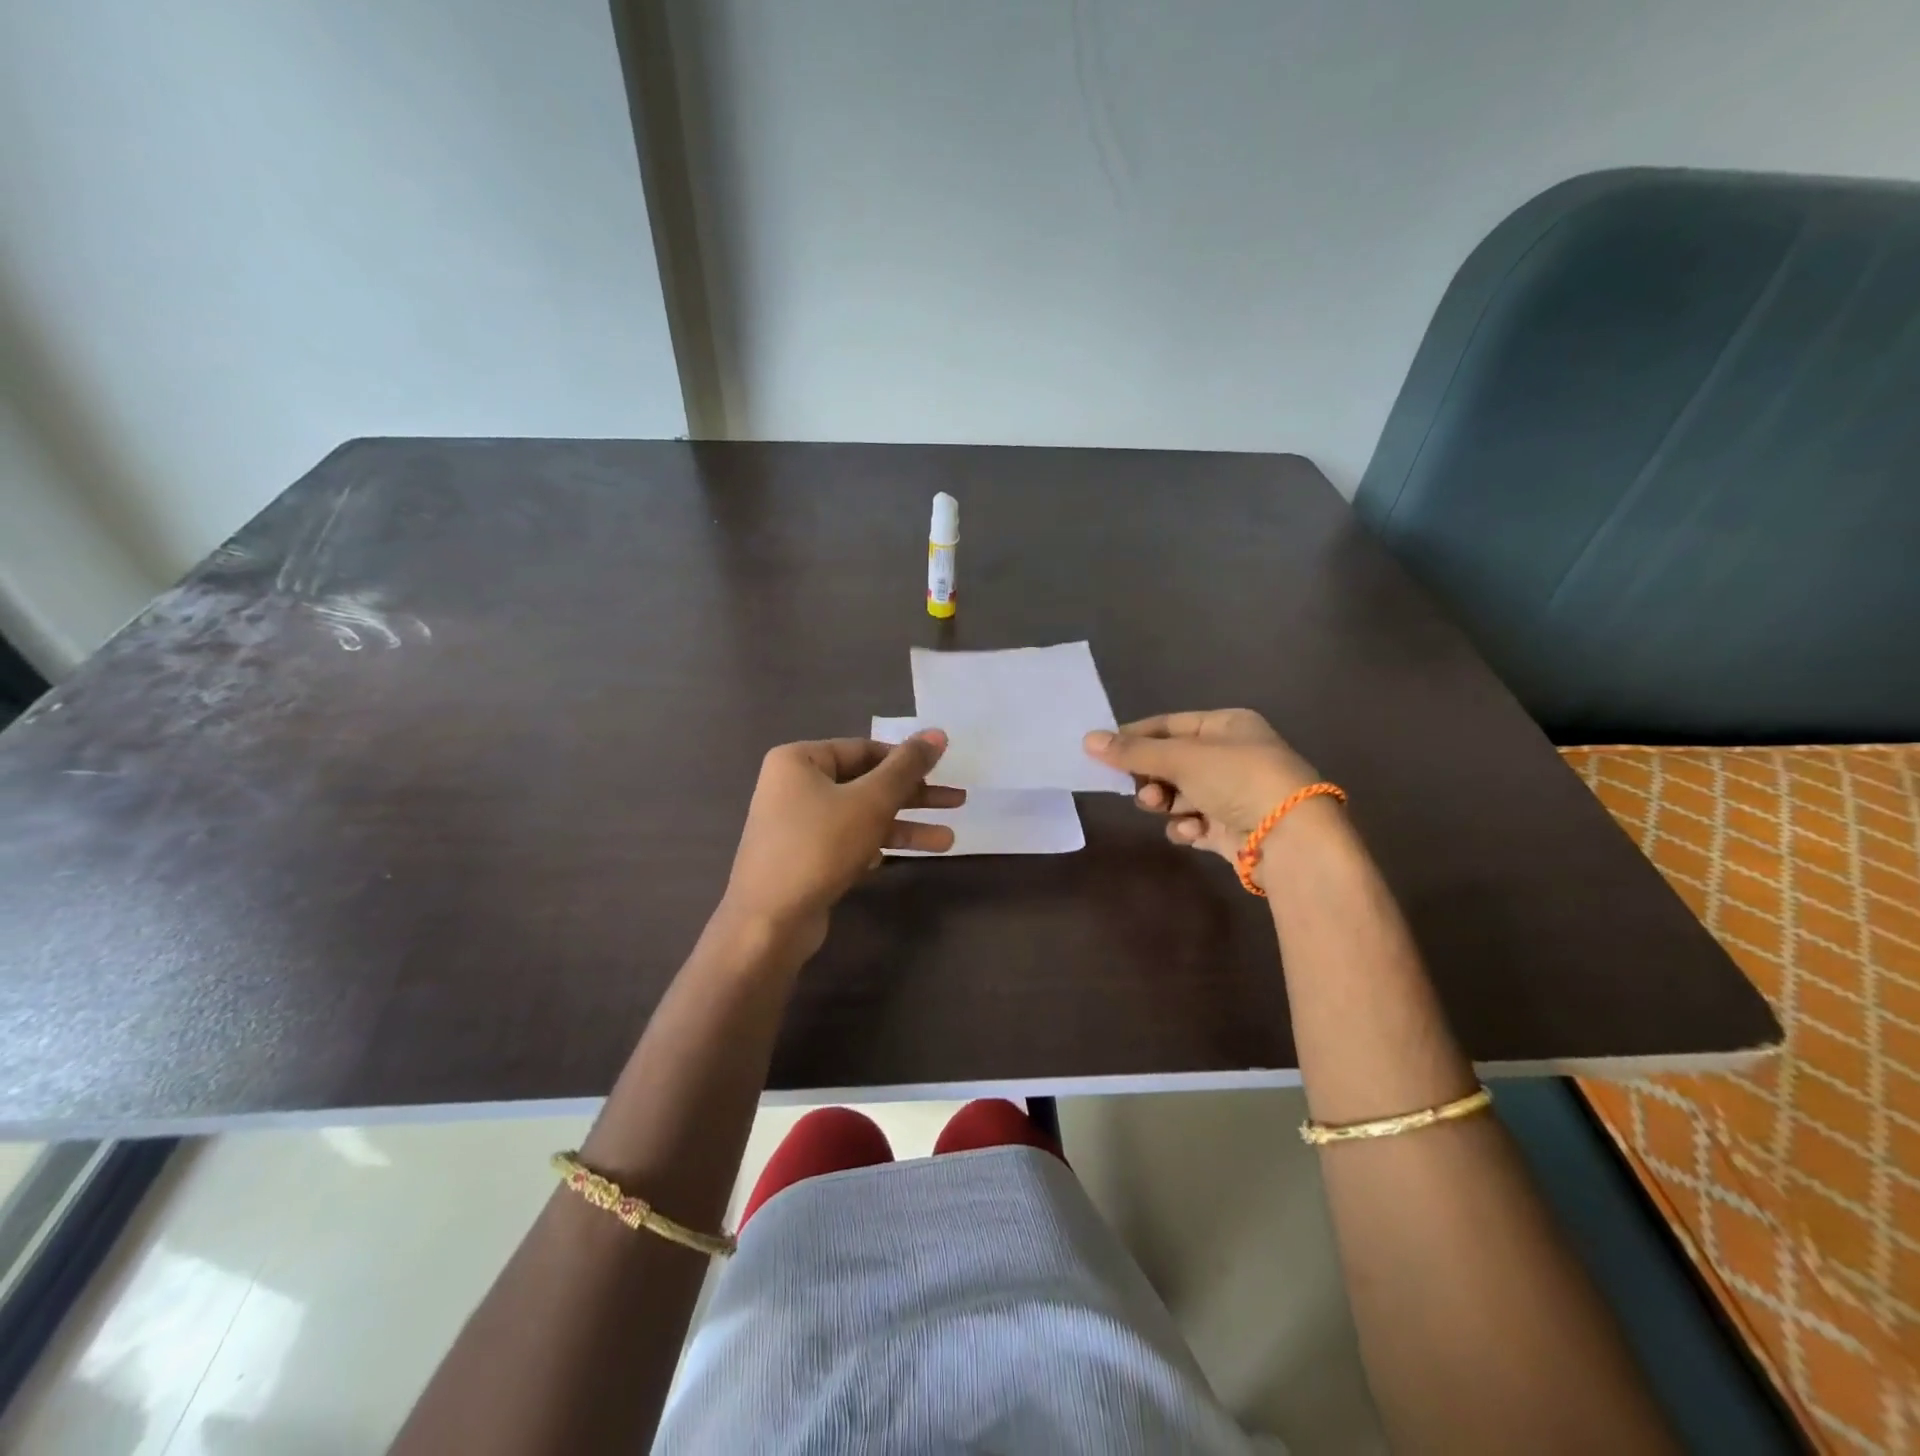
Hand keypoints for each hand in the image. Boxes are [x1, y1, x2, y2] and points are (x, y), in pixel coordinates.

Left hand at [721, 731, 961, 956]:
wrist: (769, 922)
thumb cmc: (819, 846)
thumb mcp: (871, 801)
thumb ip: (907, 767)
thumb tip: (938, 733)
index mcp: (799, 760)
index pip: (865, 749)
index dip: (907, 759)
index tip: (944, 770)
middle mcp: (794, 786)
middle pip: (866, 783)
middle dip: (913, 796)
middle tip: (957, 802)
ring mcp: (797, 825)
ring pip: (862, 816)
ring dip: (905, 827)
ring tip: (948, 840)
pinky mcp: (805, 859)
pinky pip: (848, 842)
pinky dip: (877, 846)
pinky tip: (905, 858)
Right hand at [1084, 709, 1325, 865]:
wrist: (1291, 837)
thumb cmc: (1237, 779)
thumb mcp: (1181, 758)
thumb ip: (1133, 752)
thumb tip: (1087, 740)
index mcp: (1229, 726)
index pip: (1171, 725)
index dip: (1137, 736)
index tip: (1104, 751)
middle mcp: (1233, 756)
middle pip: (1173, 762)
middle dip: (1152, 776)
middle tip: (1140, 788)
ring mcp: (1236, 794)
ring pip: (1181, 795)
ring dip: (1166, 803)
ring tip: (1161, 809)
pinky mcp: (1235, 829)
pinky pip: (1196, 823)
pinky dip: (1188, 827)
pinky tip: (1191, 832)